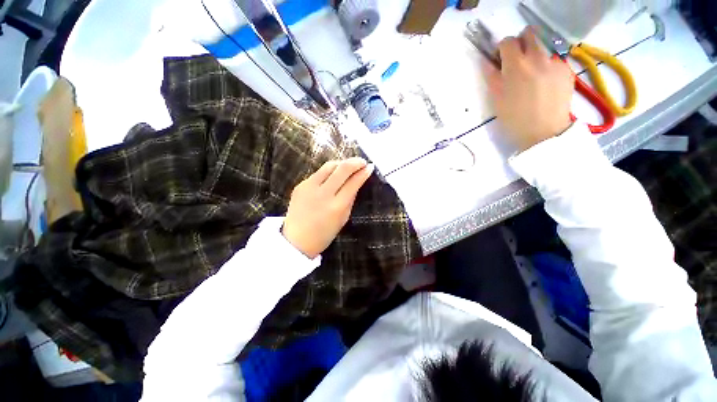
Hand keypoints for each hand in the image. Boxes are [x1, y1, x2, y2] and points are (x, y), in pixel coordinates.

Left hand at [282, 158, 374, 258]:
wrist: (296, 240)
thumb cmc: (324, 233)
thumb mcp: (343, 218)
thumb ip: (351, 199)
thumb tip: (357, 182)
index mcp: (337, 206)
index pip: (353, 182)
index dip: (364, 172)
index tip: (370, 167)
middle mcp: (323, 194)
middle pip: (342, 168)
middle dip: (355, 162)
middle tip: (362, 162)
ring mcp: (309, 187)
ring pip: (329, 166)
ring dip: (341, 163)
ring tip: (348, 166)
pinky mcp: (300, 185)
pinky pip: (318, 173)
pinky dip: (329, 172)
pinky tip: (332, 176)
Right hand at [484, 28, 574, 151]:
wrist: (544, 132)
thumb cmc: (514, 119)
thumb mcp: (496, 99)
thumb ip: (492, 77)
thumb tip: (488, 62)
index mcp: (515, 65)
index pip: (507, 41)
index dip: (502, 48)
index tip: (500, 60)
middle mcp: (537, 57)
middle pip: (529, 34)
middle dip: (521, 43)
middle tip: (517, 60)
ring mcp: (554, 62)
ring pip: (542, 48)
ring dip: (534, 56)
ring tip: (532, 76)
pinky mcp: (566, 70)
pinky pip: (553, 60)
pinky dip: (546, 67)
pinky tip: (545, 84)